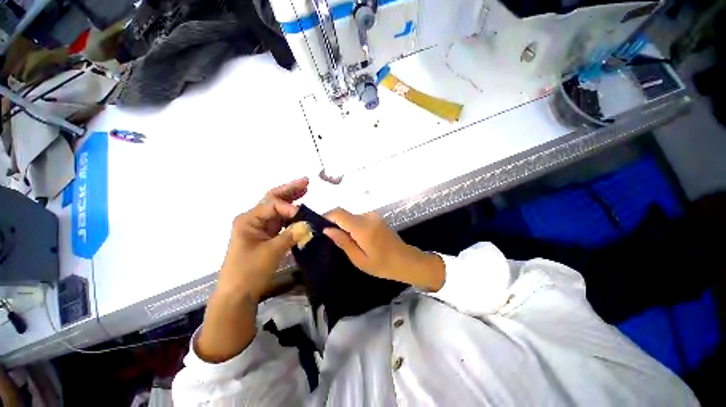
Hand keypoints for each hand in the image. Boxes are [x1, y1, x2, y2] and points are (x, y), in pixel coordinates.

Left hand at [218, 177, 308, 300]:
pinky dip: (291, 215)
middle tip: (306, 181)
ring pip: (278, 209)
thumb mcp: (271, 252)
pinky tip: (300, 211)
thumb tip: (309, 224)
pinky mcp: (266, 236)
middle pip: (273, 199)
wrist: (238, 293)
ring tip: (305, 190)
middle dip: (290, 190)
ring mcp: (260, 227)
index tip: (304, 217)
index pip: (273, 205)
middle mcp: (253, 219)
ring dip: (291, 200)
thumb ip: (291, 235)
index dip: (290, 208)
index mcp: (249, 219)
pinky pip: (281, 221)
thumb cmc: (248, 271)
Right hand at [323, 208, 444, 290]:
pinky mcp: (377, 218)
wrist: (406, 261)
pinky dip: (353, 226)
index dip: (326, 217)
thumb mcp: (359, 259)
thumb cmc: (383, 265)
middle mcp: (368, 216)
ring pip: (351, 216)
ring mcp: (374, 216)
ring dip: (345, 226)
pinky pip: (359, 219)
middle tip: (331, 240)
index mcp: (362, 226)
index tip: (319, 228)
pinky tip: (356, 239)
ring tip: (345, 243)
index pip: (338, 213)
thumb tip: (327, 229)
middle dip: (335, 224)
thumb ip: (343, 241)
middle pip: (344, 214)